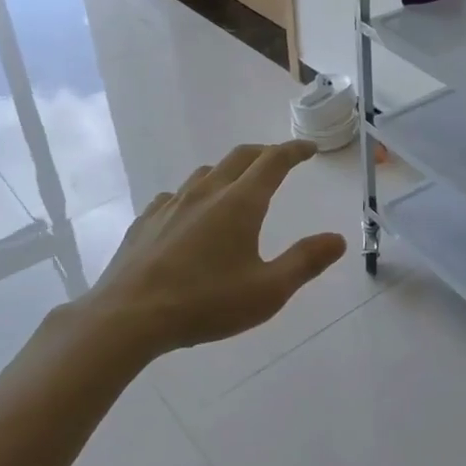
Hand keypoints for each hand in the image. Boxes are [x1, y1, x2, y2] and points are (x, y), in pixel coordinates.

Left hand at [70, 140, 346, 360]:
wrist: (128, 317)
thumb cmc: (205, 303)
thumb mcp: (267, 291)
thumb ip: (305, 262)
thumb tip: (337, 239)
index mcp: (240, 203)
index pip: (273, 161)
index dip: (294, 151)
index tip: (309, 148)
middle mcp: (206, 193)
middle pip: (240, 157)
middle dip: (265, 153)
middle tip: (280, 159)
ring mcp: (171, 204)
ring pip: (205, 173)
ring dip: (228, 171)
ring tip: (237, 186)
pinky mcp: (145, 221)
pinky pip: (175, 195)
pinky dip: (194, 194)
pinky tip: (190, 214)